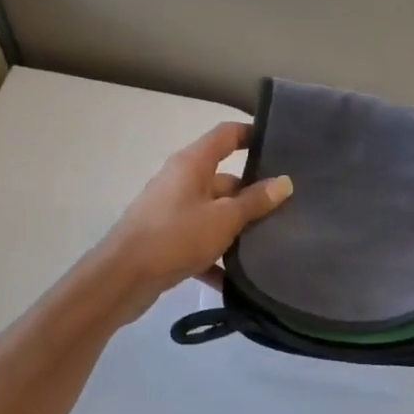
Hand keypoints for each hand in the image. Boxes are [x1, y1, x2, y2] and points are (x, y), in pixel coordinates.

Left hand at [94, 121, 292, 323]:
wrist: (123, 278)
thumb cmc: (175, 237)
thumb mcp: (223, 218)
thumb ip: (255, 201)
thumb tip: (285, 182)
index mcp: (192, 164)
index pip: (226, 135)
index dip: (252, 135)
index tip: (282, 146)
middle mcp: (181, 181)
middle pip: (225, 179)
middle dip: (254, 194)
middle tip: (290, 208)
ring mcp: (173, 211)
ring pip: (216, 213)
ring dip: (239, 228)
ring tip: (273, 243)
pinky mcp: (168, 239)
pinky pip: (201, 242)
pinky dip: (218, 257)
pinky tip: (239, 279)